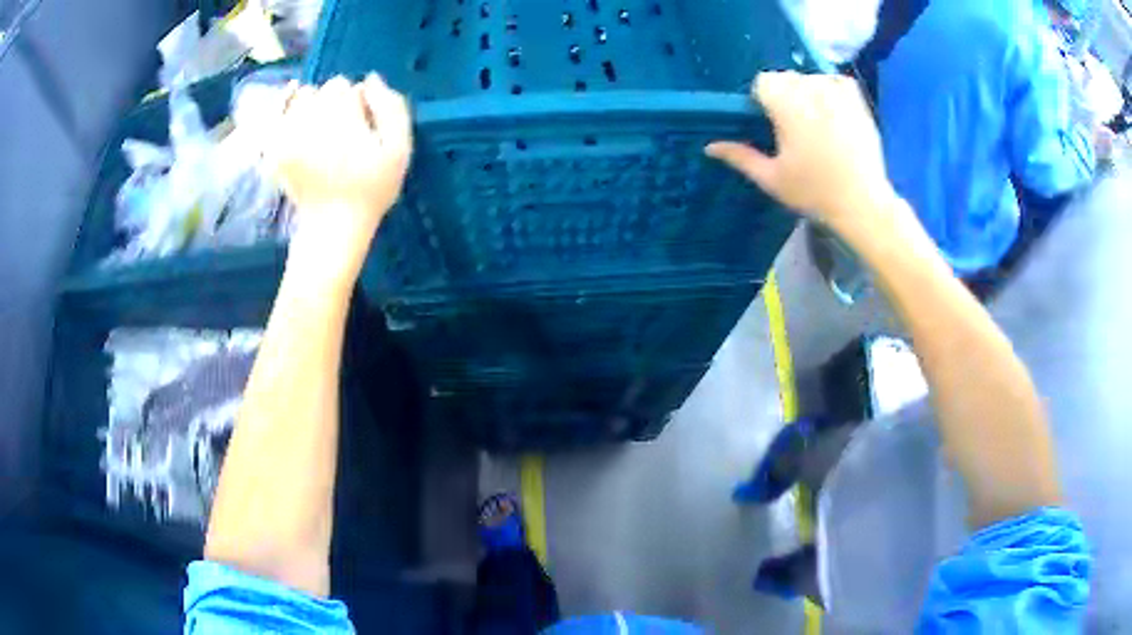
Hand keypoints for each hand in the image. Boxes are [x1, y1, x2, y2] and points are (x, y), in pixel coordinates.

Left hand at [271, 74, 411, 284]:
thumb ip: (392, 108)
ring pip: (303, 95)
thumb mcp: (399, 150)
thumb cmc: (372, 189)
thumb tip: (371, 80)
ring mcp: (287, 133)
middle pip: (326, 89)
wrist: (332, 225)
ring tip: (320, 127)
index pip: (349, 88)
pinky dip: (282, 102)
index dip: (359, 104)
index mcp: (343, 118)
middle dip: (336, 103)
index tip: (362, 126)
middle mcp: (311, 119)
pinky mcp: (272, 146)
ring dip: (313, 104)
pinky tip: (290, 99)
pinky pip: (274, 110)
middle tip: (342, 131)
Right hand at [706, 72, 904, 239]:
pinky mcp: (857, 102)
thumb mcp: (772, 179)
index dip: (763, 100)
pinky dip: (831, 88)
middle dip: (785, 95)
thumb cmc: (814, 193)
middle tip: (793, 128)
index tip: (771, 123)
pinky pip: (837, 80)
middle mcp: (811, 92)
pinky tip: (832, 109)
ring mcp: (837, 94)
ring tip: (815, 121)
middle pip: (786, 77)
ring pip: (811, 77)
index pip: (764, 81)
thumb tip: (709, 146)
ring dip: (807, 92)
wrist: (862, 203)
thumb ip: (740, 157)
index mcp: (787, 107)